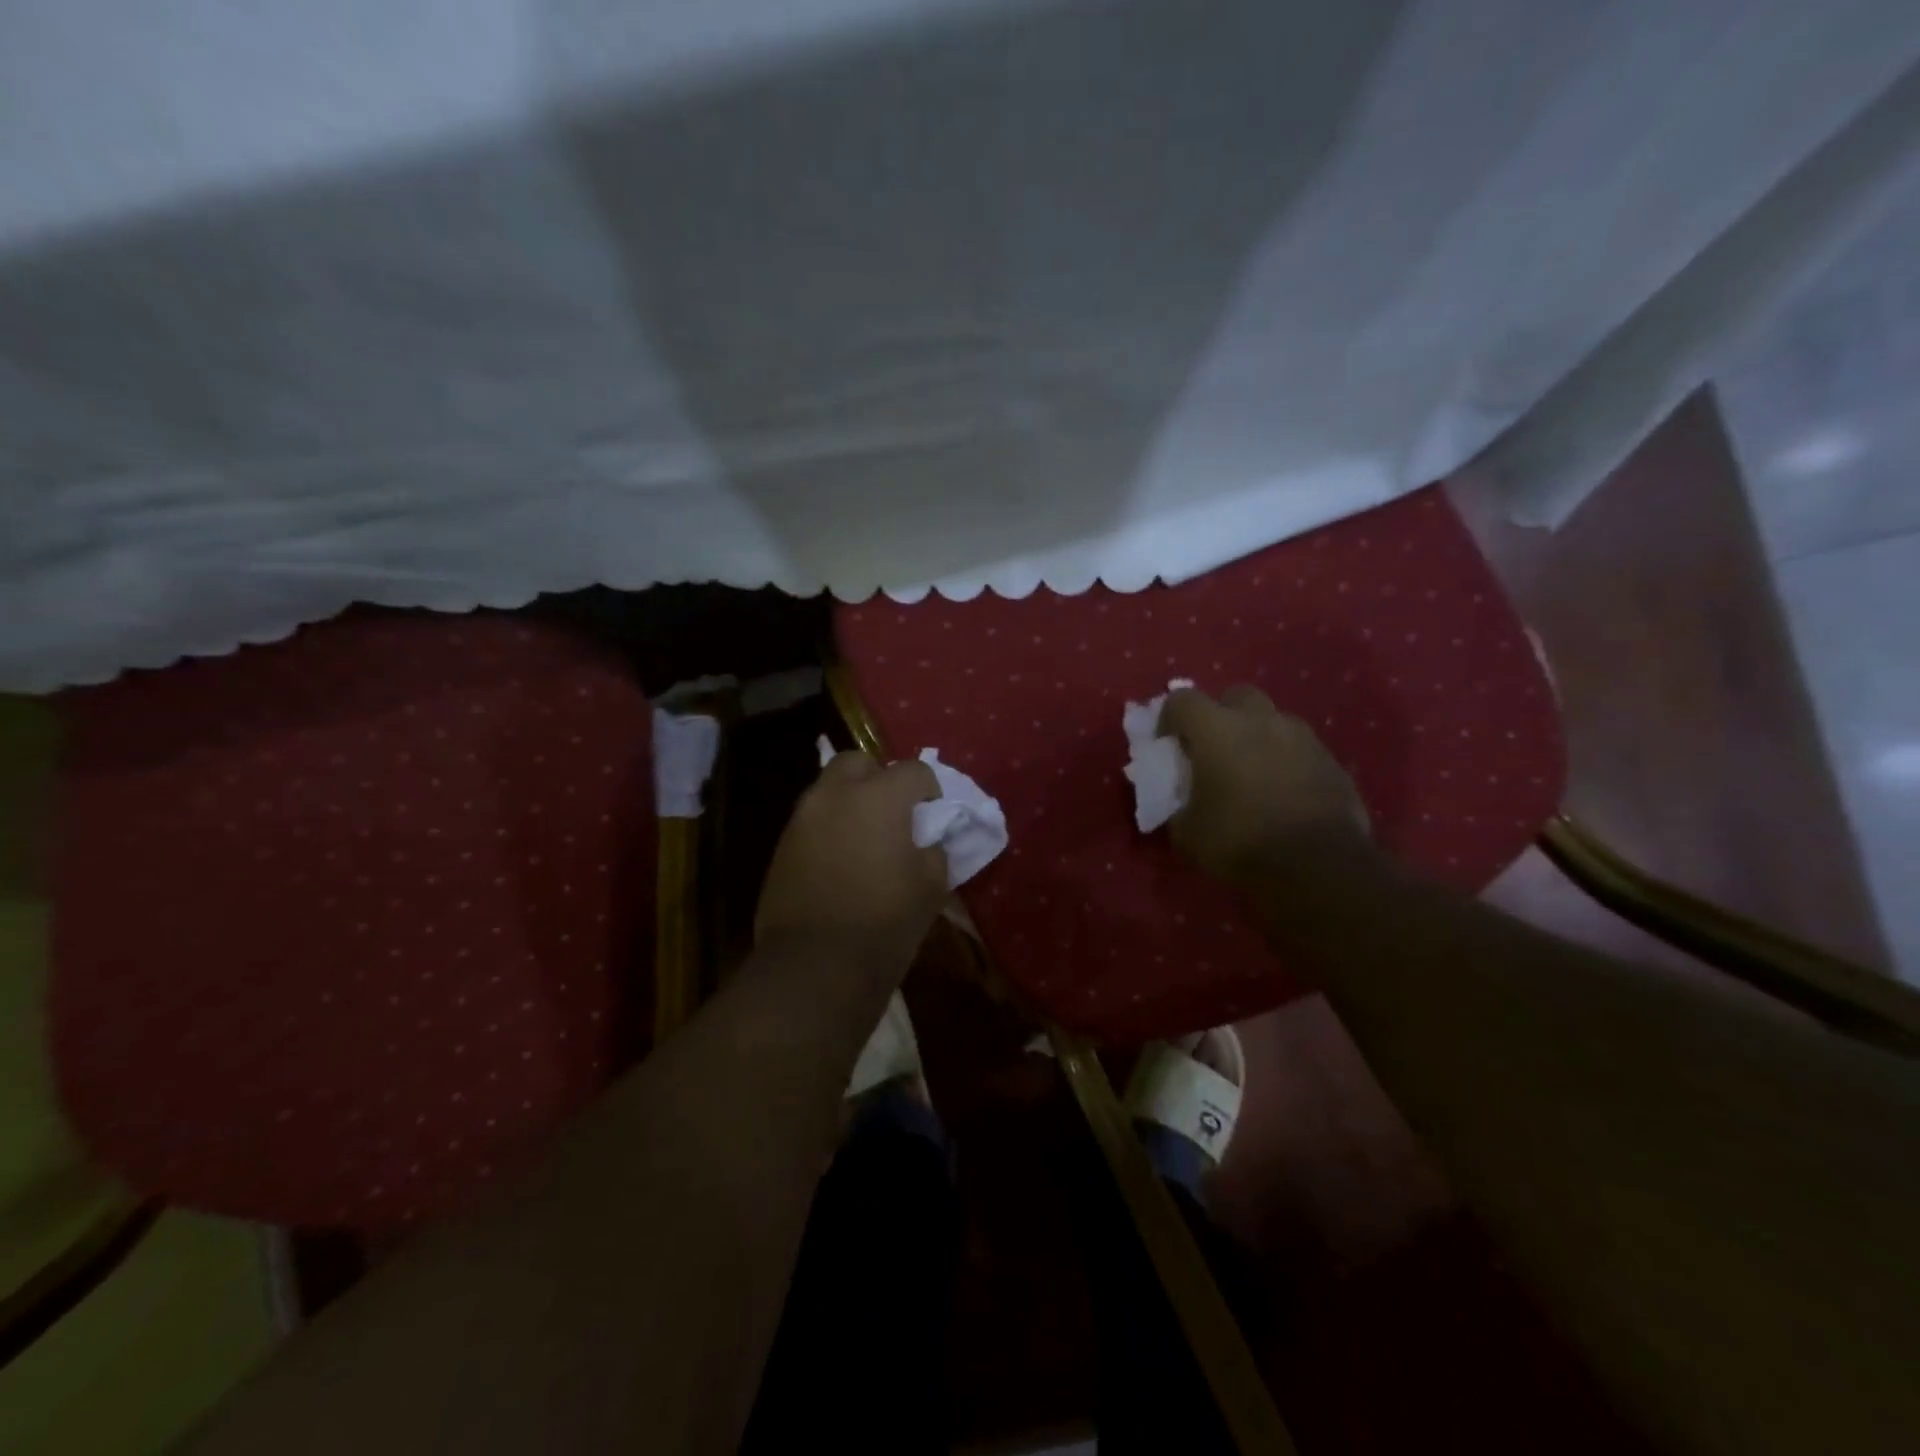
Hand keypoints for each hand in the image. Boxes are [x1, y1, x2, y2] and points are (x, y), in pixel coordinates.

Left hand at [755, 750, 948, 973]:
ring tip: (864, 838)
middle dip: (878, 778)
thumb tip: (925, 841)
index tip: (933, 814)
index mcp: (879, 797)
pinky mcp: (781, 845)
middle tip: (892, 812)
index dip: (929, 789)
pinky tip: (839, 860)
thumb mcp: (931, 886)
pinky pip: (811, 820)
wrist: (815, 965)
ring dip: (849, 802)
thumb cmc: (884, 922)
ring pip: (829, 789)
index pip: (913, 770)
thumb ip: (933, 850)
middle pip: (858, 762)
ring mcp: (802, 818)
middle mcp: (835, 794)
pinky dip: (828, 828)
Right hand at [1159, 685, 1372, 887]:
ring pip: (1272, 719)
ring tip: (1252, 773)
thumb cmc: (1241, 843)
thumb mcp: (1187, 833)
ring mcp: (1302, 737)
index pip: (1182, 699)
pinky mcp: (1331, 760)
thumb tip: (1182, 801)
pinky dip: (1286, 760)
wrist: (1320, 867)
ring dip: (1257, 736)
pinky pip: (1300, 748)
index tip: (1169, 746)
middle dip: (1220, 715)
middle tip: (1214, 751)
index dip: (1169, 719)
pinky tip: (1283, 793)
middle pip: (1234, 696)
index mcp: (1217, 730)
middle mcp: (1260, 720)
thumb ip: (1178, 804)